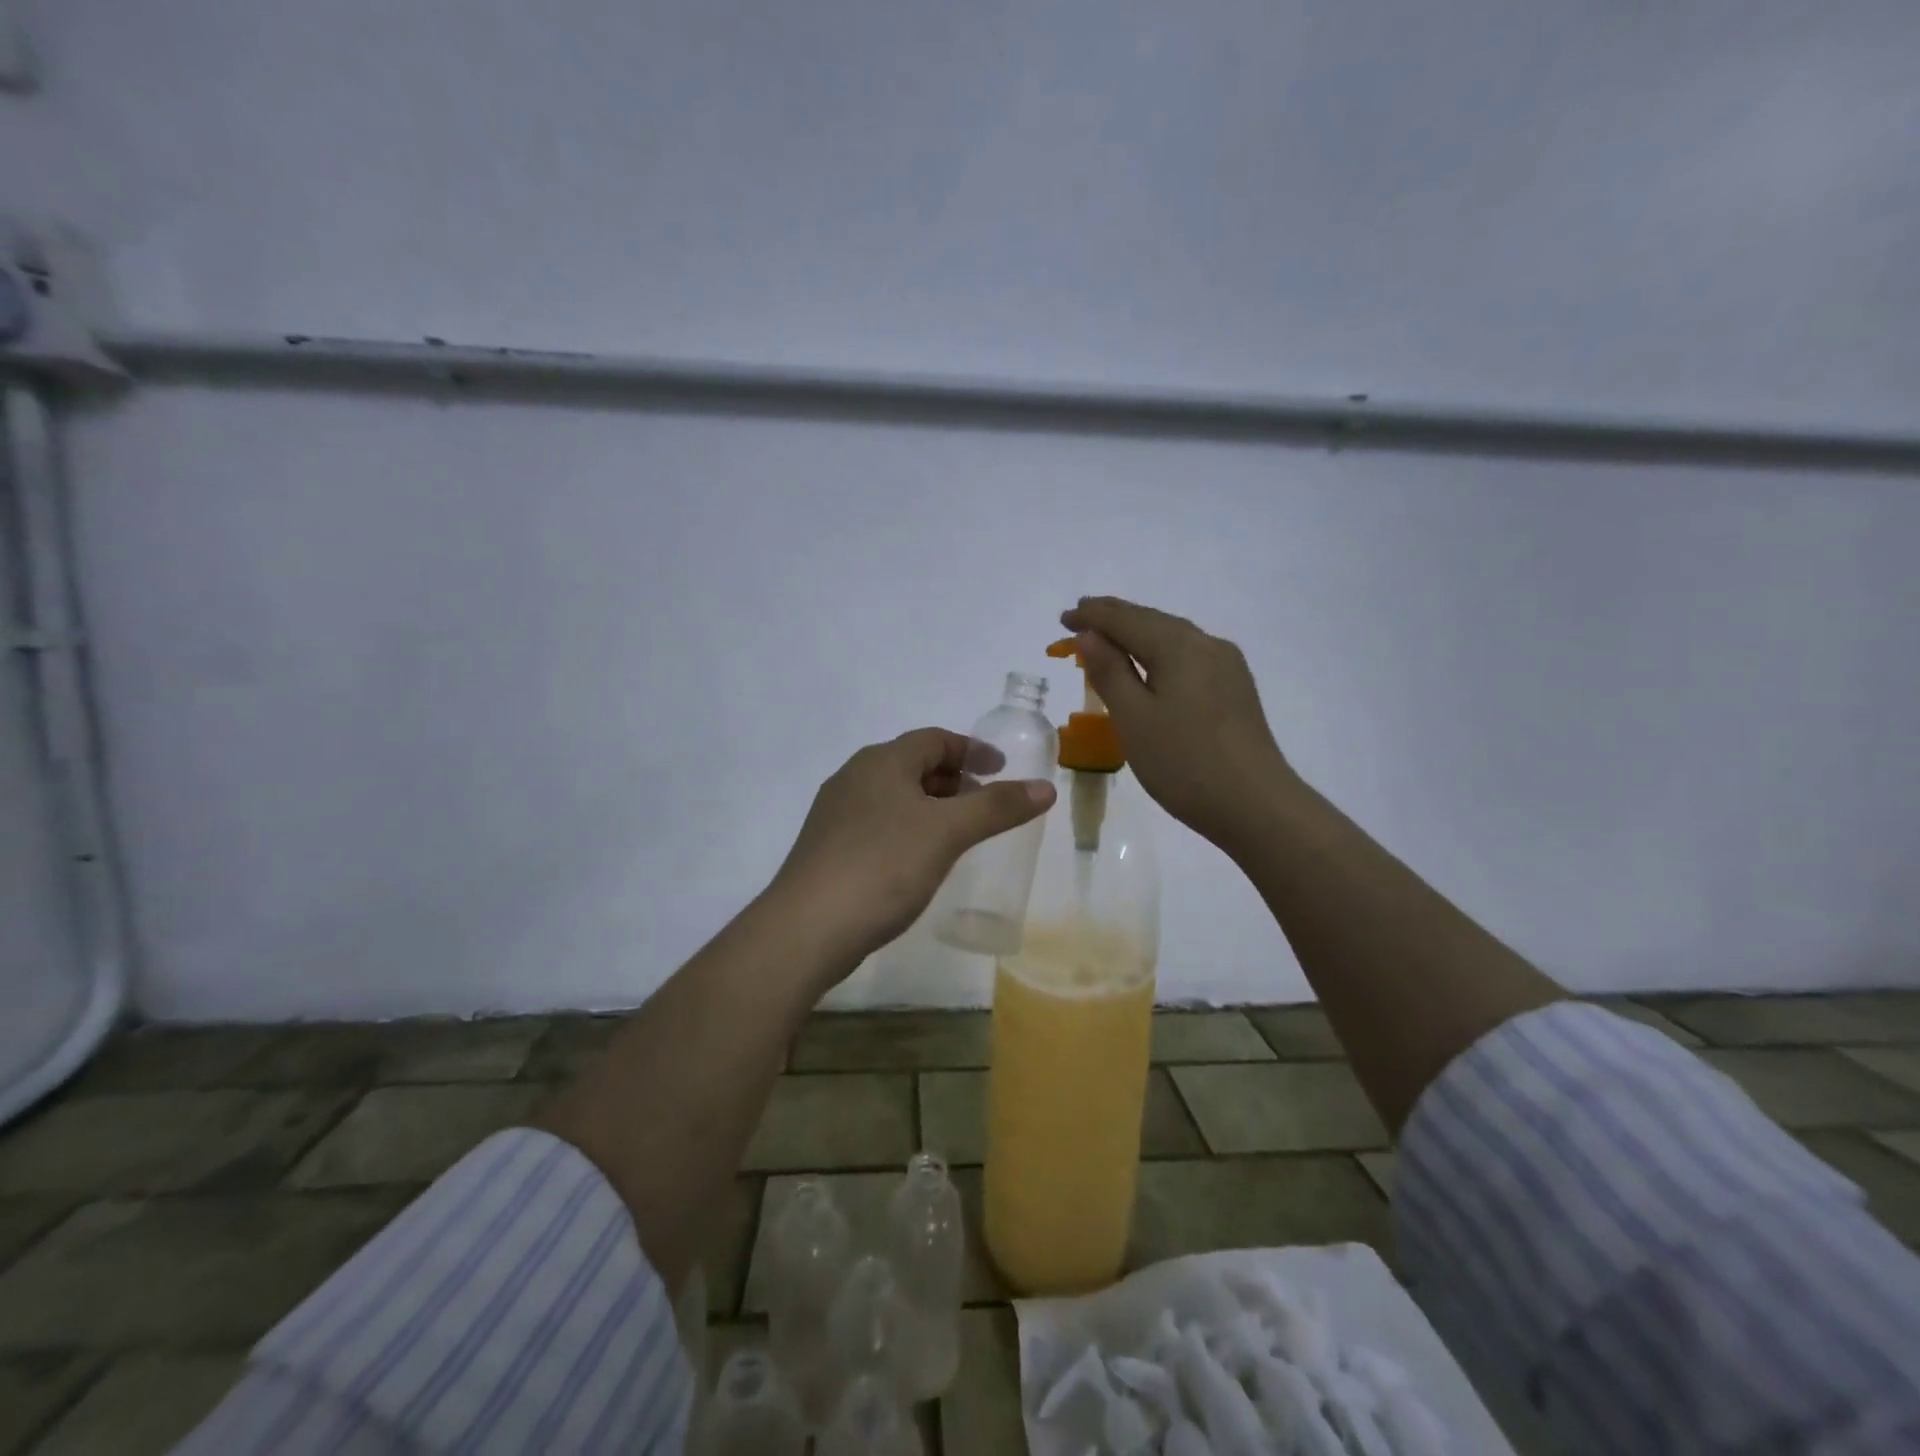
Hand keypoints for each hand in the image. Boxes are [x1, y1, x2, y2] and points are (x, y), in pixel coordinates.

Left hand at [770, 727, 1056, 967]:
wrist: (807, 928)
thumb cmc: (883, 866)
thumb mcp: (948, 832)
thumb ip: (997, 807)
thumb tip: (1045, 787)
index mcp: (881, 761)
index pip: (934, 739)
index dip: (972, 749)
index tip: (1001, 768)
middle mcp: (854, 777)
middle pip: (912, 764)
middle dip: (953, 778)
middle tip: (984, 802)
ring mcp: (836, 814)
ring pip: (894, 795)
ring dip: (930, 805)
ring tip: (958, 832)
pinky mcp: (828, 848)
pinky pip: (878, 823)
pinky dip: (908, 828)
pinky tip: (918, 860)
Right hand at [1061, 596, 1294, 852]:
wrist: (1256, 806)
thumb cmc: (1185, 763)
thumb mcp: (1134, 719)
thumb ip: (1109, 672)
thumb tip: (1089, 635)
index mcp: (1179, 647)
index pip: (1125, 619)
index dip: (1091, 617)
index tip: (1063, 619)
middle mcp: (1206, 645)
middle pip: (1152, 620)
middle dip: (1114, 617)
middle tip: (1080, 617)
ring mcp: (1227, 666)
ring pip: (1172, 637)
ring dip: (1136, 633)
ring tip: (1108, 637)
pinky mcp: (1235, 689)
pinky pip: (1188, 655)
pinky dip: (1158, 651)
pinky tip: (1150, 665)